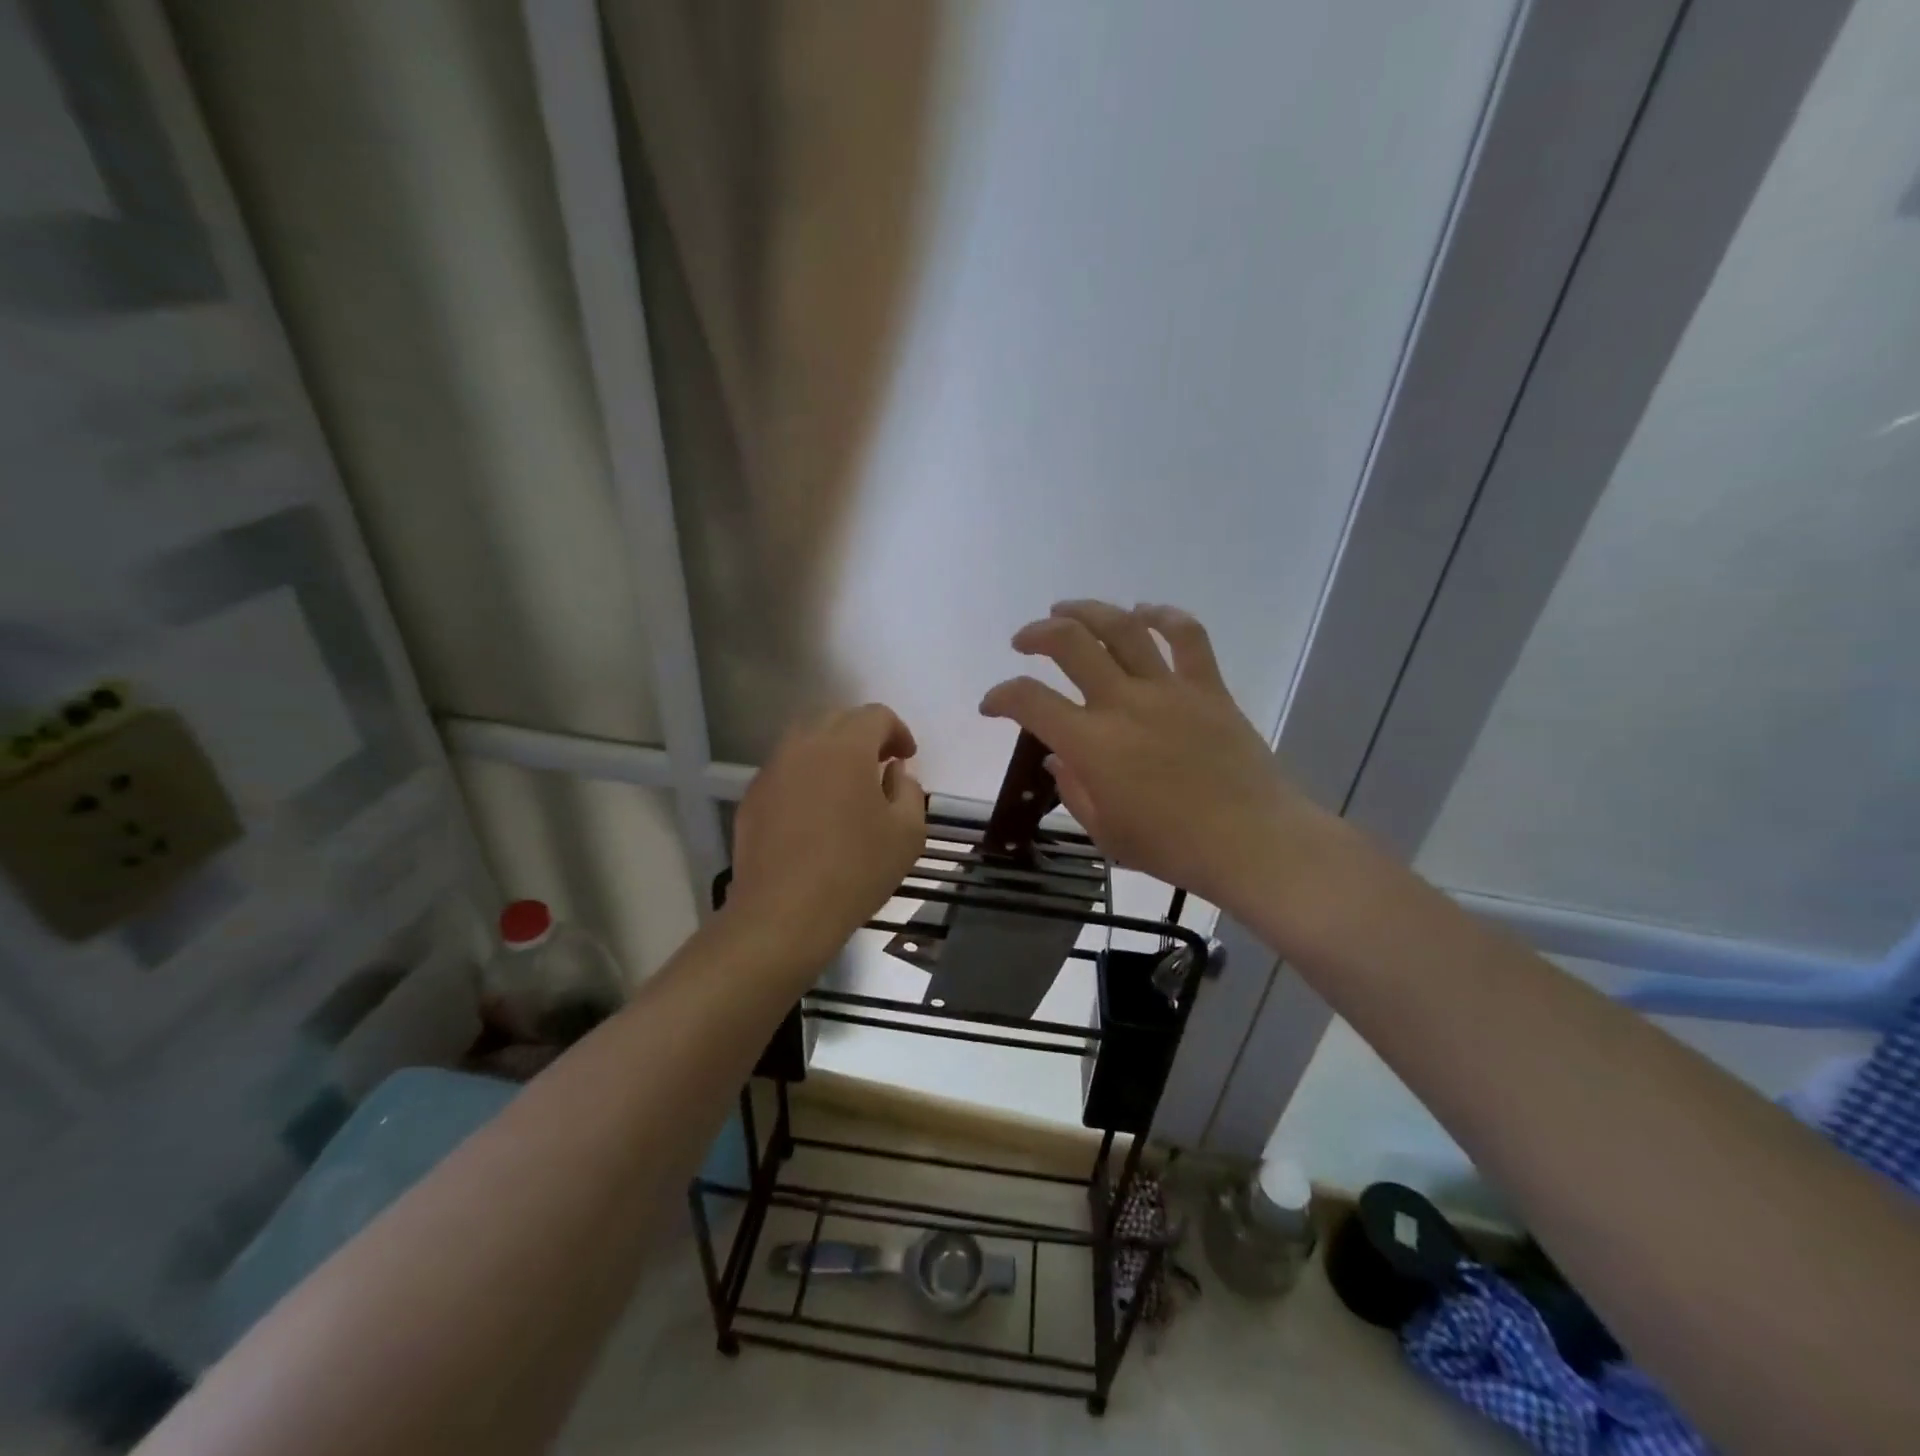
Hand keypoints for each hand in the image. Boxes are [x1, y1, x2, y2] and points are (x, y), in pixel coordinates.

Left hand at [728, 703, 925, 962]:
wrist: (783, 913)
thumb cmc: (855, 869)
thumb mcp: (907, 833)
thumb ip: (909, 790)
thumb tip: (894, 772)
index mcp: (846, 746)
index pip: (876, 715)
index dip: (898, 731)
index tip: (907, 759)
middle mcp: (804, 745)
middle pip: (838, 719)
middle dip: (864, 735)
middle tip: (880, 766)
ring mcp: (772, 770)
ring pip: (806, 741)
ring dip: (832, 752)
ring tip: (847, 786)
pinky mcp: (753, 797)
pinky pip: (786, 770)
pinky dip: (806, 776)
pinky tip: (816, 812)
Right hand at [980, 602, 1335, 915]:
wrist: (1252, 842)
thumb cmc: (1172, 847)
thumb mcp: (1106, 833)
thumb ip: (1074, 792)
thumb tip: (1059, 760)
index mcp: (1091, 743)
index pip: (1029, 701)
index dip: (1000, 696)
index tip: (992, 705)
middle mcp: (1124, 703)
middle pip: (1070, 643)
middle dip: (1036, 634)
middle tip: (1024, 641)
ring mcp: (1168, 689)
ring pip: (1122, 627)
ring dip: (1088, 611)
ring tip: (1067, 610)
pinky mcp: (1208, 687)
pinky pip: (1187, 636)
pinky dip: (1164, 616)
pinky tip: (1145, 612)